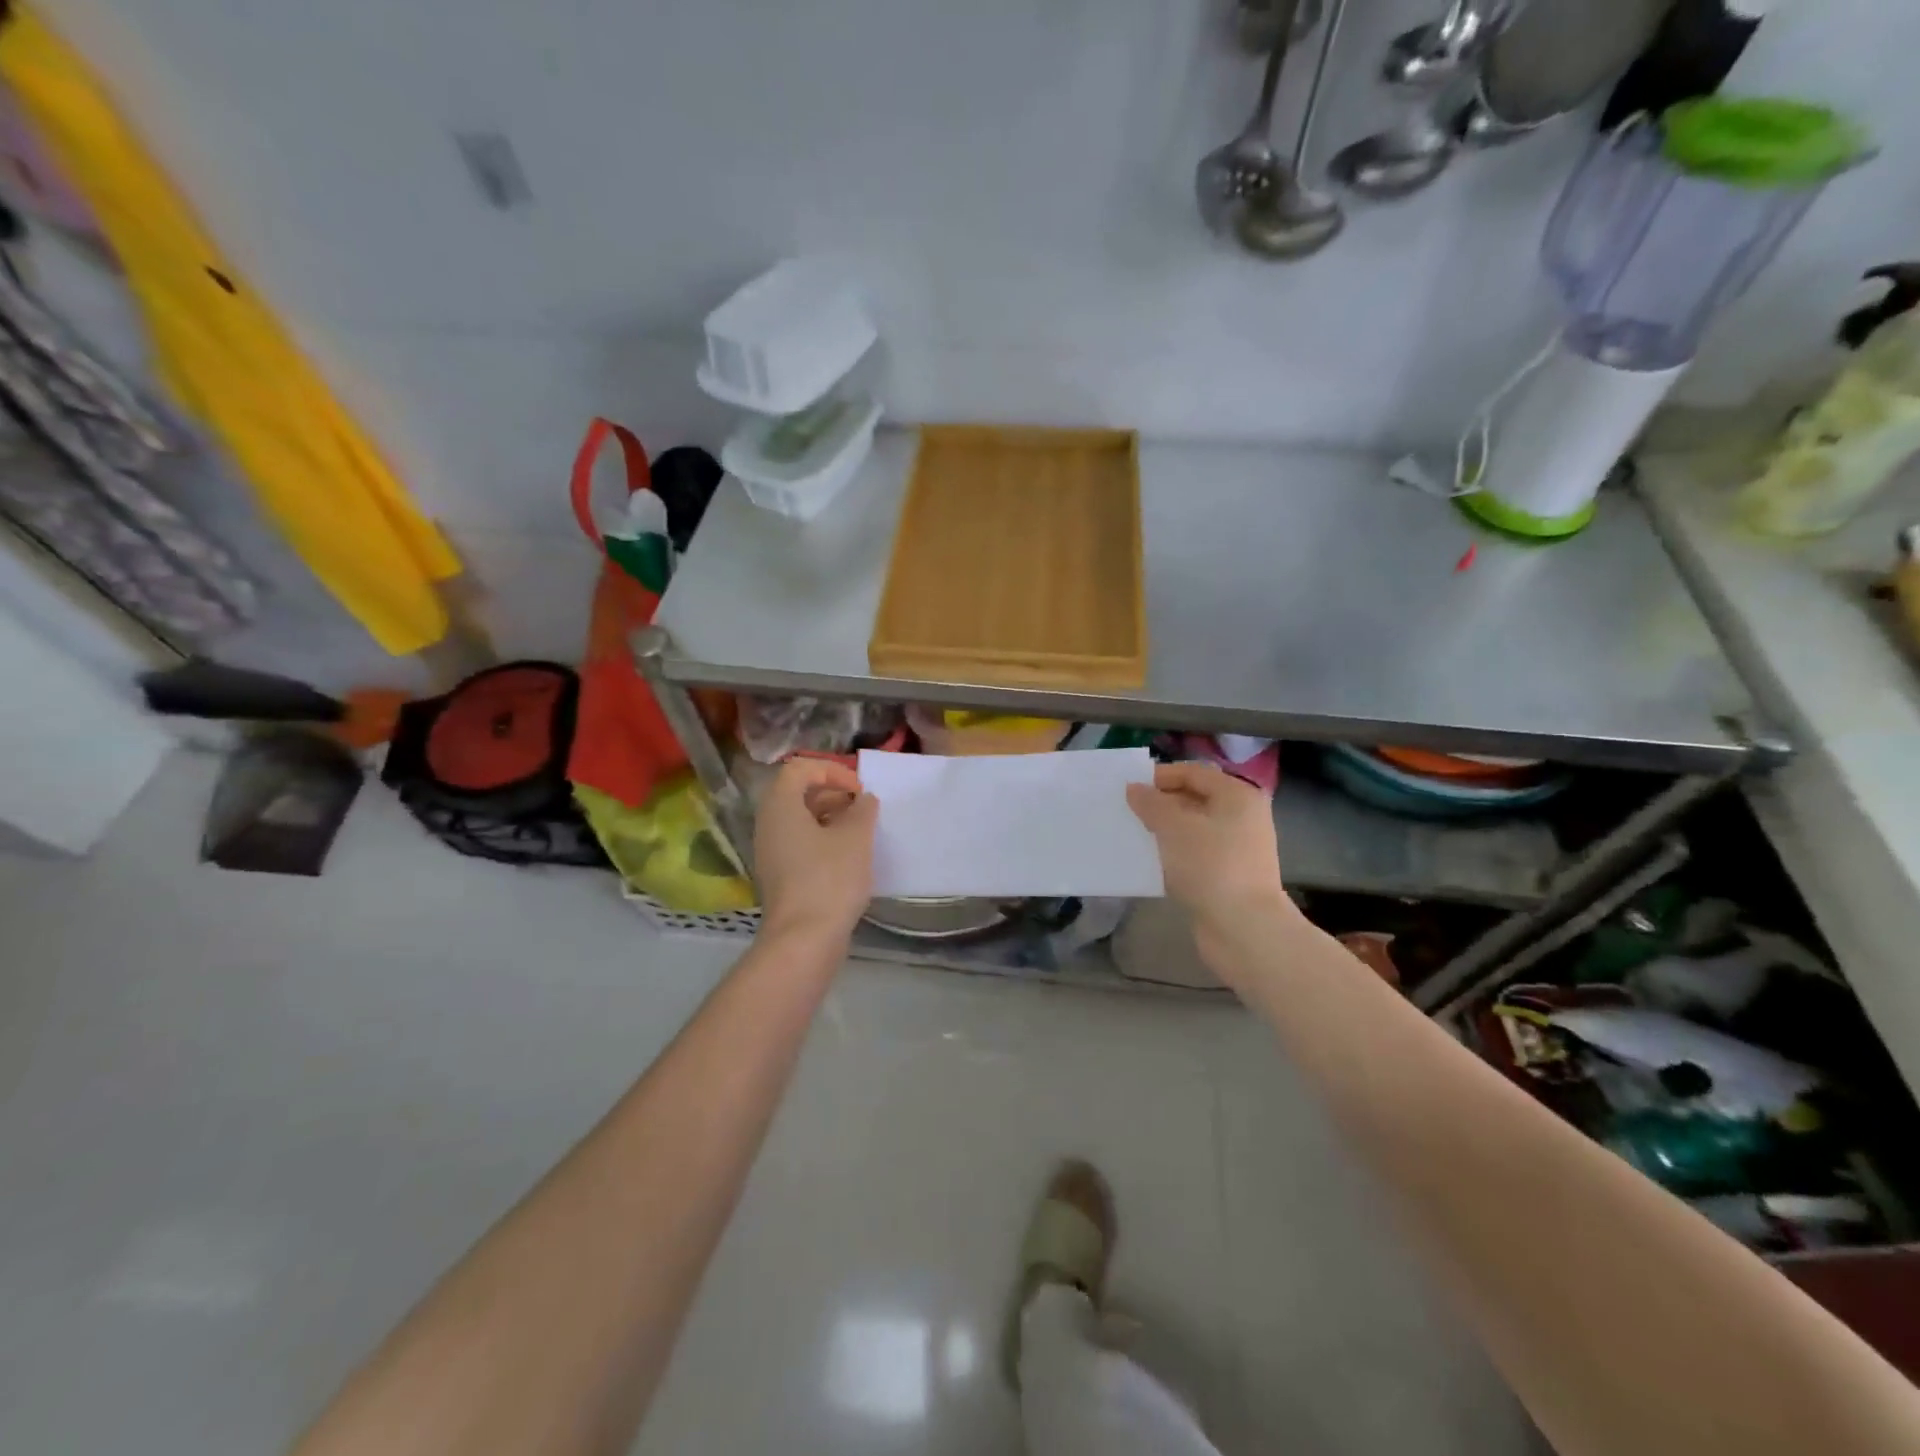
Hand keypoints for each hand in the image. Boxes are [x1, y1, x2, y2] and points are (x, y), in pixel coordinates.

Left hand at [754, 758, 877, 944]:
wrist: (803, 939)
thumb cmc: (829, 878)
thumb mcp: (856, 837)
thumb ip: (863, 809)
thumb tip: (863, 801)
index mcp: (780, 805)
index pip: (800, 768)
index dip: (832, 770)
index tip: (859, 790)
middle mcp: (768, 824)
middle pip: (798, 793)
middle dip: (833, 794)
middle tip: (862, 809)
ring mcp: (770, 852)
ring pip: (800, 820)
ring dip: (831, 818)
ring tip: (861, 832)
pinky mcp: (779, 875)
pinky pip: (799, 843)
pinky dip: (823, 841)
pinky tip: (848, 858)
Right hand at [1126, 762, 1291, 930]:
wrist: (1244, 928)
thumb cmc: (1211, 866)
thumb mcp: (1174, 827)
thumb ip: (1151, 803)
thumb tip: (1135, 789)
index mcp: (1237, 796)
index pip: (1193, 773)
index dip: (1160, 777)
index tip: (1129, 787)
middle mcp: (1242, 817)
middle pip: (1194, 799)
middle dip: (1160, 803)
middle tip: (1127, 811)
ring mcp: (1237, 848)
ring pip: (1192, 829)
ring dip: (1164, 830)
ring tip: (1134, 834)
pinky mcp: (1227, 875)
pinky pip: (1194, 854)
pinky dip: (1173, 853)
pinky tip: (1150, 860)